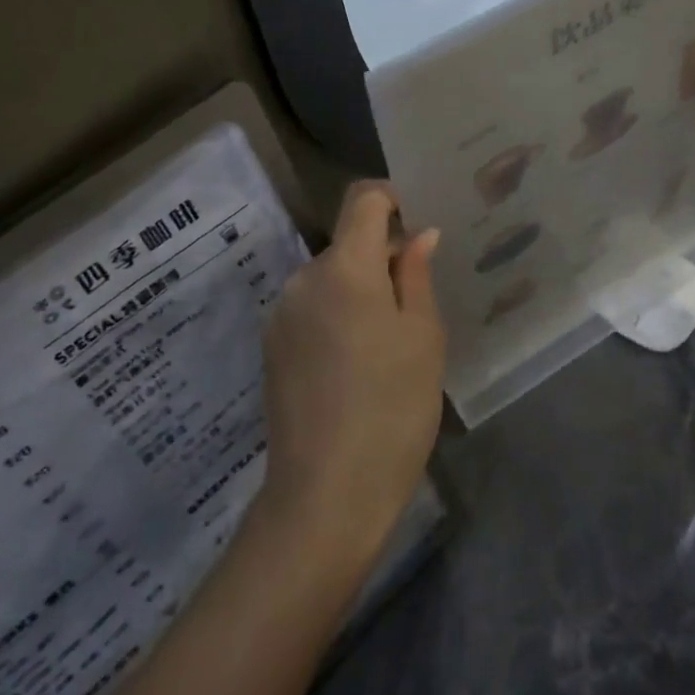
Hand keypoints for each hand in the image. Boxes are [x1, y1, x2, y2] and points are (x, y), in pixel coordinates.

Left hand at [257, 182, 444, 568]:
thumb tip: (419, 234)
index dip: (391, 198)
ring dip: (358, 290)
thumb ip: (416, 276)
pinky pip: (311, 309)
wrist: (324, 496)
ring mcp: (281, 313)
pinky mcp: (271, 346)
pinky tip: (355, 365)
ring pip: (329, 278)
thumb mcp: (422, 338)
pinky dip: (336, 316)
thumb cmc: (392, 410)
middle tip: (415, 302)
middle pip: (347, 243)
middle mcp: (303, 278)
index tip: (417, 223)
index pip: (362, 199)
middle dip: (381, 257)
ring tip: (387, 343)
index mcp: (344, 267)